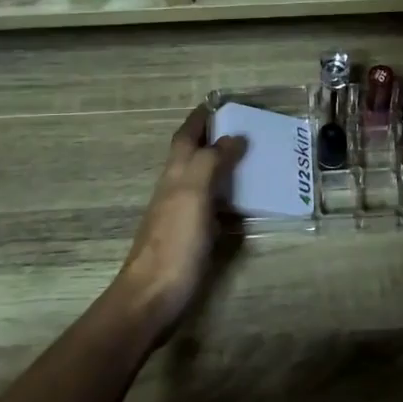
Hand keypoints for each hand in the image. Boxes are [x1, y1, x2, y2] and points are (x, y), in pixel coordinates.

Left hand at [110, 107, 246, 342]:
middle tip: (242, 130)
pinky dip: (225, 197)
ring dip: (220, 167)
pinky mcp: (189, 240)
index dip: (198, 120)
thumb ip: (210, 162)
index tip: (216, 104)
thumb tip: (233, 137)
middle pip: (190, 157)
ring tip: (250, 161)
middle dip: (211, 139)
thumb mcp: (192, 194)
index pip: (185, 138)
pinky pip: (210, 207)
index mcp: (174, 176)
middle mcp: (174, 191)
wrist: (153, 297)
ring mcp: (179, 217)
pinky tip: (241, 205)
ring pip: (200, 181)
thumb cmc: (174, 243)